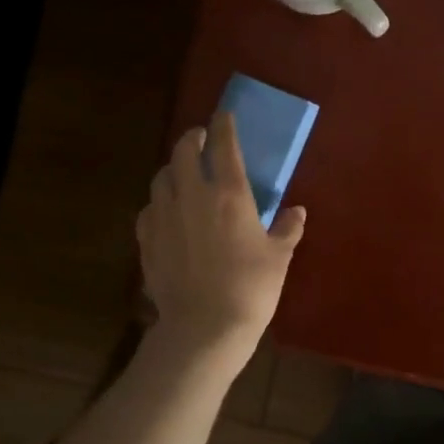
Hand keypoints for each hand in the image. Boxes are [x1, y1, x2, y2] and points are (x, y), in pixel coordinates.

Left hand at [137, 112, 304, 356]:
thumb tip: (296, 212)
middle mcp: (193, 196)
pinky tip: (167, 211)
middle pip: (183, 151)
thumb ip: (287, 228)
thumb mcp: (279, 257)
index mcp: (230, 194)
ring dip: (173, 168)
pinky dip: (160, 201)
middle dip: (192, 138)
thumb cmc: (251, 288)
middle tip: (201, 139)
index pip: (223, 145)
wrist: (204, 328)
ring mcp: (164, 217)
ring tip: (183, 173)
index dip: (223, 125)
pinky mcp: (147, 240)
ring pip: (162, 177)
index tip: (224, 115)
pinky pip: (149, 208)